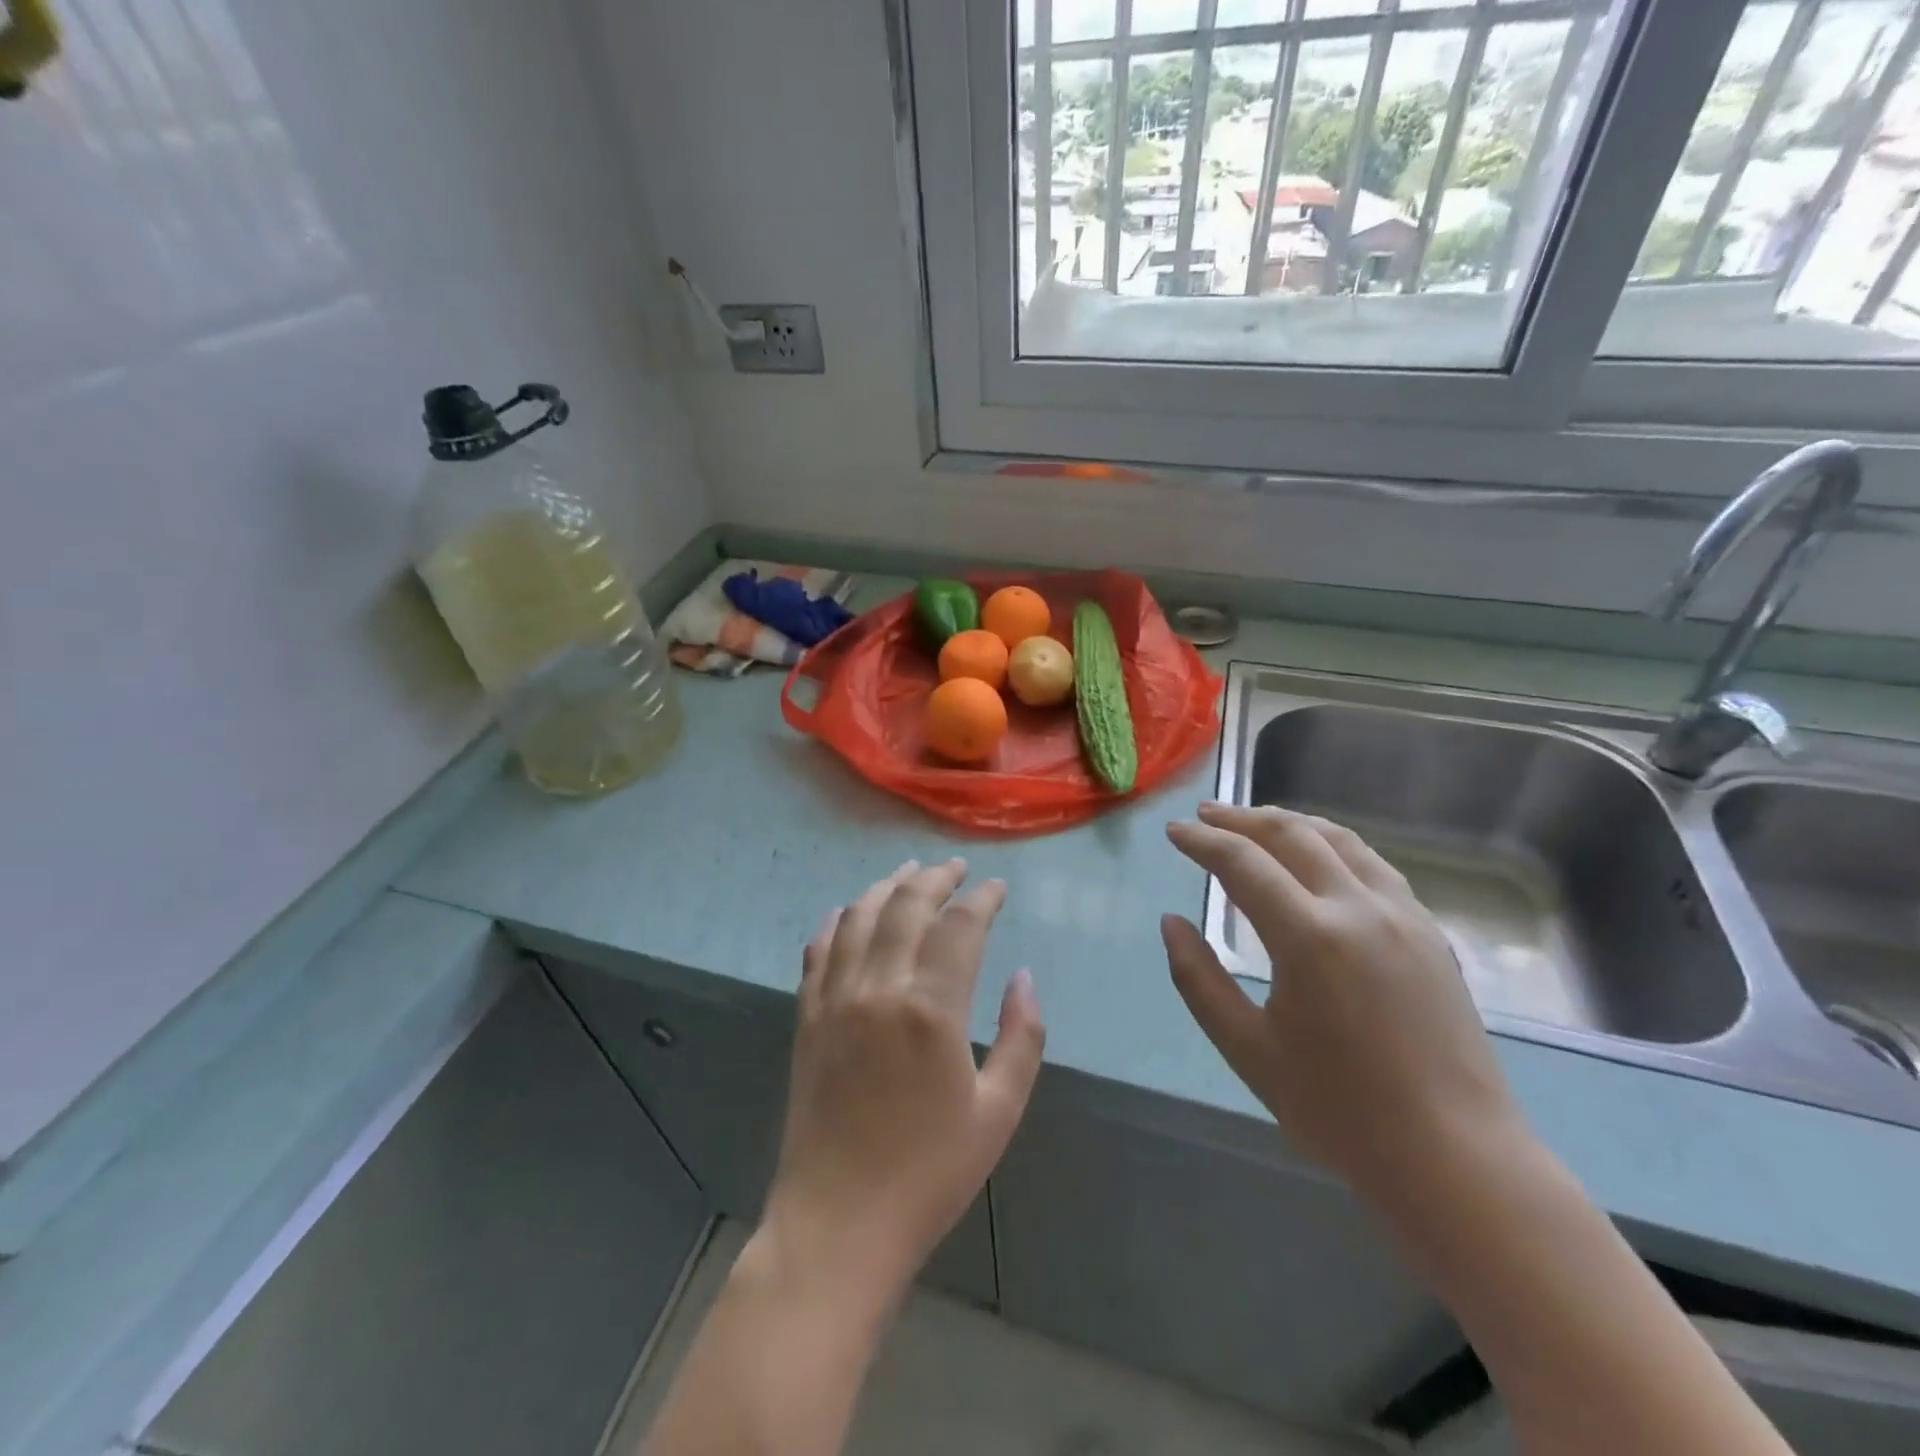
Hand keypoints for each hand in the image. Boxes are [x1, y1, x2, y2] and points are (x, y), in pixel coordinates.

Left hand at [763, 859, 1044, 1302]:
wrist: (839, 1222)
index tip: (997, 888)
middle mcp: (878, 988)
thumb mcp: (999, 1112)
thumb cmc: (930, 1173)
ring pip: (859, 917)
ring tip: (909, 873)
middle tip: (956, 868)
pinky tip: (848, 911)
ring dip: (887, 887)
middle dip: (936, 878)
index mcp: (931, 1009)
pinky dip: (837, 921)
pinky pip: (819, 950)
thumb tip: (1023, 977)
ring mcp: (835, 999)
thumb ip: (1021, 1037)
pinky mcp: (807, 1017)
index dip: (982, 899)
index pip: (959, 926)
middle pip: (907, 906)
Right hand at [1161, 803, 1525, 1202]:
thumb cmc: (1339, 1110)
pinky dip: (1333, 845)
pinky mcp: (1430, 932)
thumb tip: (1172, 923)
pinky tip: (1320, 858)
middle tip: (1206, 814)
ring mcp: (1403, 915)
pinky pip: (1374, 865)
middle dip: (1242, 818)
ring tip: (1256, 822)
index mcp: (1309, 937)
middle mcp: (1359, 908)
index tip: (1174, 831)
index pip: (1243, 862)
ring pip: (1340, 840)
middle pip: (1292, 834)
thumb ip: (1199, 979)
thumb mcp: (1247, 1049)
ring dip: (1290, 822)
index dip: (1202, 841)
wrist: (1455, 1158)